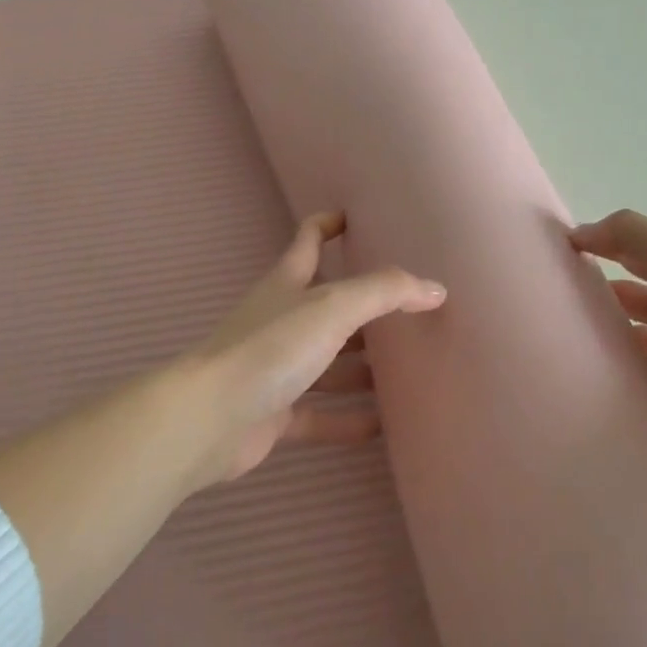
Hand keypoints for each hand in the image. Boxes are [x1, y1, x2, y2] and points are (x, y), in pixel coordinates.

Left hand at [181, 212, 445, 485]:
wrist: (211, 417)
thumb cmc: (271, 347)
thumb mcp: (332, 307)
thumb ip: (385, 292)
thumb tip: (434, 288)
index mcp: (287, 284)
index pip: (308, 241)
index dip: (328, 225)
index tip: (355, 219)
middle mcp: (280, 321)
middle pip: (327, 308)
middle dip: (363, 309)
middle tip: (409, 313)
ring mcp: (275, 369)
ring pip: (327, 364)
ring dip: (361, 369)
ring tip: (408, 374)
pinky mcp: (275, 414)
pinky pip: (320, 415)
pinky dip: (348, 420)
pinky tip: (383, 427)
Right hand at [570, 210, 646, 472]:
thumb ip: (633, 236)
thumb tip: (578, 233)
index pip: (631, 252)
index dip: (597, 246)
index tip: (552, 255)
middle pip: (628, 295)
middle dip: (593, 294)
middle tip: (547, 303)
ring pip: (630, 337)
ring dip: (602, 335)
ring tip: (559, 340)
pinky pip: (638, 381)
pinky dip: (616, 376)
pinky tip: (586, 377)